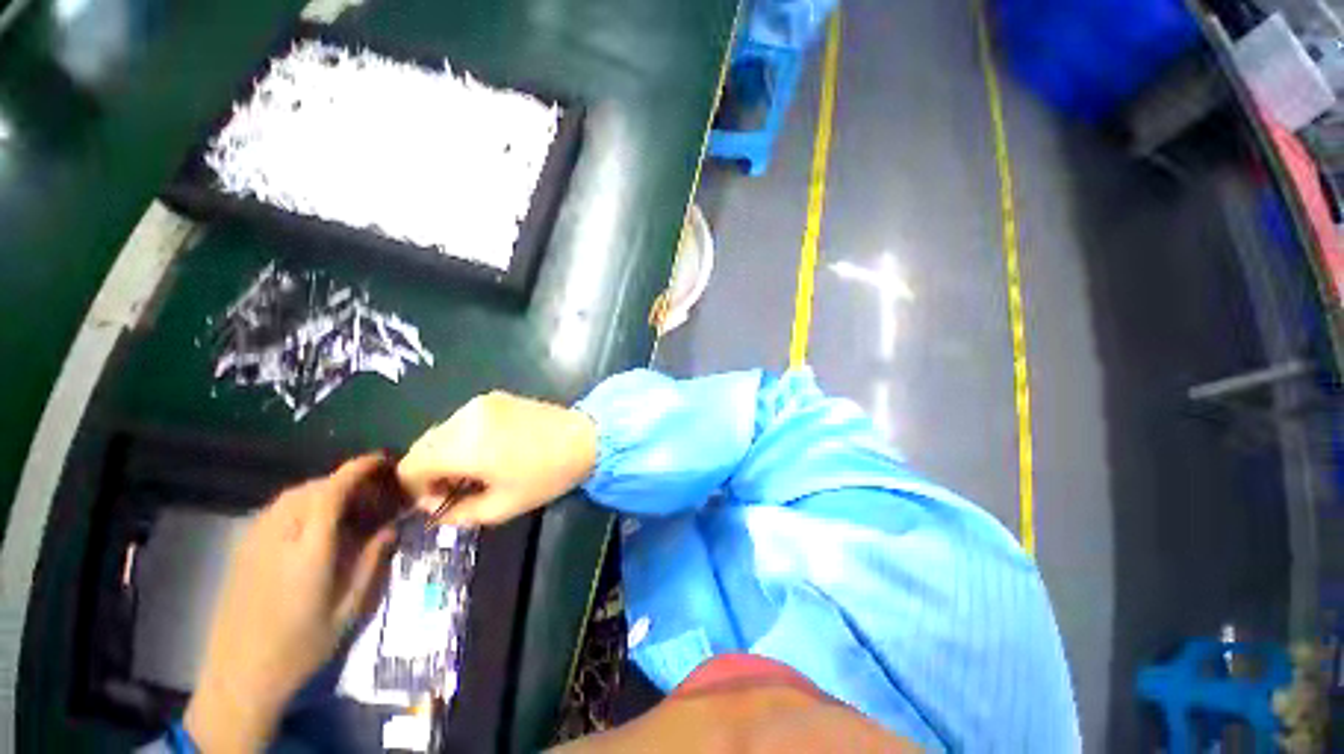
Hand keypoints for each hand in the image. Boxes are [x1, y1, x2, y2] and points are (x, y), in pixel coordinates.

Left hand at [184, 454, 405, 752]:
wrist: (239, 678)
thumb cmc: (300, 648)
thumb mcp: (347, 610)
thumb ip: (369, 563)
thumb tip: (390, 528)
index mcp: (307, 551)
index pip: (331, 493)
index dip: (357, 470)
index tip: (381, 460)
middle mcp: (277, 538)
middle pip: (311, 489)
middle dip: (343, 480)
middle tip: (370, 490)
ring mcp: (253, 543)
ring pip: (290, 497)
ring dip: (321, 490)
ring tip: (345, 504)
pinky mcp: (242, 551)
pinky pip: (275, 511)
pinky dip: (300, 504)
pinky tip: (312, 523)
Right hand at [398, 391, 597, 525]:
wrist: (585, 438)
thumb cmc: (547, 475)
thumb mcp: (503, 507)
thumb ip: (459, 514)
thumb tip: (434, 511)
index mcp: (465, 445)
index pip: (411, 465)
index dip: (416, 489)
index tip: (441, 501)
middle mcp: (466, 417)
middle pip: (423, 446)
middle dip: (431, 472)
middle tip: (459, 489)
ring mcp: (481, 403)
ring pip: (441, 432)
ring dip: (447, 454)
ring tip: (477, 470)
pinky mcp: (495, 397)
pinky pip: (462, 420)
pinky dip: (463, 438)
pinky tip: (489, 450)